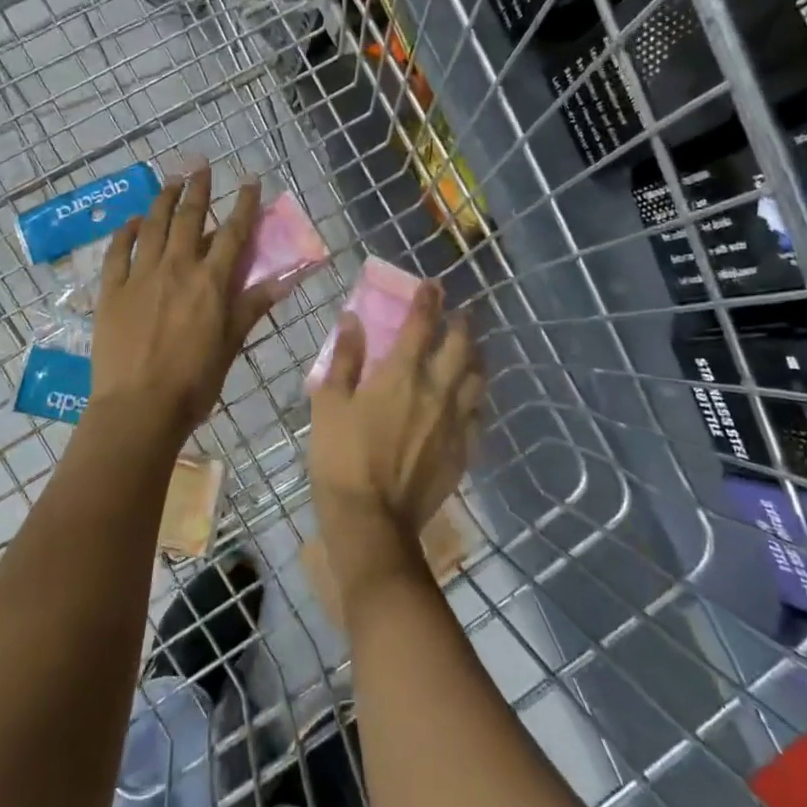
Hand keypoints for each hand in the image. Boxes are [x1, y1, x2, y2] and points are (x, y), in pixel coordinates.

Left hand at [91, 167, 278, 438]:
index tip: (250, 181)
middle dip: (198, 188)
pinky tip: (134, 220)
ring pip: (153, 226)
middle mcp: (177, 268)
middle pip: (189, 218)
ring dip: (163, 199)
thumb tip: (282, 281)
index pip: (232, 233)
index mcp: (210, 282)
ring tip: (170, 180)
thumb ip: (251, 308)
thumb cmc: (193, 382)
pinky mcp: (112, 290)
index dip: (243, 205)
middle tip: (201, 165)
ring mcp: (140, 276)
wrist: (139, 407)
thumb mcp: (230, 345)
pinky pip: (118, 251)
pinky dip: (127, 231)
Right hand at [309, 280, 482, 554]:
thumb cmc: (341, 457)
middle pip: (461, 346)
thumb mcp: (329, 403)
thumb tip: (353, 320)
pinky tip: (469, 403)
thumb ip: (344, 358)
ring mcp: (455, 422)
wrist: (372, 521)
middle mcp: (437, 390)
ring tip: (470, 352)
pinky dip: (474, 401)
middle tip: (458, 315)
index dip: (428, 300)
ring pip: (477, 379)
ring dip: (475, 358)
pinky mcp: (463, 451)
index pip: (422, 324)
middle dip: (461, 324)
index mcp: (402, 374)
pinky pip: (478, 417)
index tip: (433, 285)